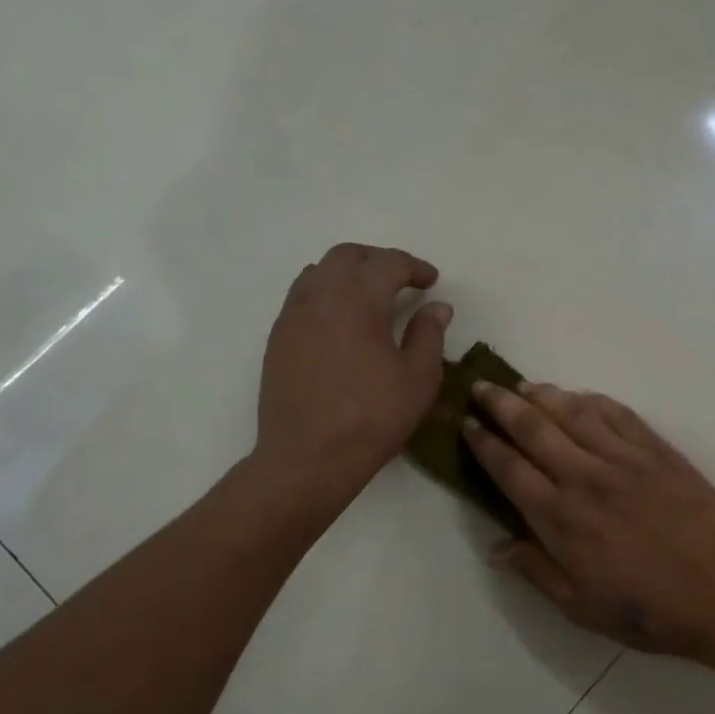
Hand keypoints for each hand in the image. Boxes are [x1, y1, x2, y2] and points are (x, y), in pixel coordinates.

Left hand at [255, 243, 451, 505]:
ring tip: (369, 296)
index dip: (414, 267)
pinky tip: (340, 322)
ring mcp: (293, 316)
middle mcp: (321, 296)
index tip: (431, 281)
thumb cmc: (372, 418)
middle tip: (401, 280)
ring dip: (347, 273)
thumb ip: (429, 334)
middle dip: (377, 260)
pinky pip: (302, 297)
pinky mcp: (278, 339)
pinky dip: (325, 294)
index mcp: (359, 299)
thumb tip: (436, 307)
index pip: (388, 263)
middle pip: (347, 256)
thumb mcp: (419, 378)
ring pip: (319, 272)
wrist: (308, 457)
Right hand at [463, 382, 714, 665]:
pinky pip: (618, 414)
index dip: (484, 443)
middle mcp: (585, 478)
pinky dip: (593, 400)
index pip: (509, 468)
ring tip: (522, 386)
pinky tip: (579, 396)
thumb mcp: (580, 606)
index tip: (467, 424)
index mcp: (561, 518)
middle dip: (501, 405)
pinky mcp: (657, 451)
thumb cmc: (646, 609)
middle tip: (481, 387)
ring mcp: (623, 459)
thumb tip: (496, 547)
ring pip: (573, 412)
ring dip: (542, 395)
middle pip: (533, 428)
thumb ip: (536, 570)